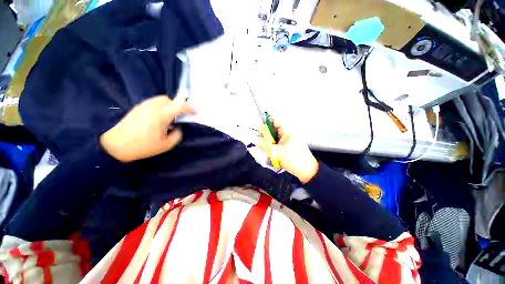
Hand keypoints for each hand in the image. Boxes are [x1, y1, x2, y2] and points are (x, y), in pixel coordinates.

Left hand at [100, 95, 194, 161]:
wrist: (114, 145)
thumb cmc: (142, 146)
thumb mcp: (165, 145)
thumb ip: (177, 135)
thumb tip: (177, 128)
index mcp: (161, 116)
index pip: (179, 106)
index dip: (188, 107)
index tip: (193, 111)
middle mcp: (152, 107)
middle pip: (168, 99)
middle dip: (176, 106)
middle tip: (177, 117)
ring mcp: (143, 106)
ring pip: (159, 100)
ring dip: (167, 106)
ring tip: (166, 119)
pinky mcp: (137, 108)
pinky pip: (152, 103)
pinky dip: (159, 108)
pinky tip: (156, 119)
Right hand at [256, 119, 318, 182]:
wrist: (307, 172)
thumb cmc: (293, 159)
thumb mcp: (277, 152)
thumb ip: (264, 145)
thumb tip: (253, 139)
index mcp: (288, 133)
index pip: (277, 122)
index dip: (268, 119)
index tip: (259, 119)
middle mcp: (288, 135)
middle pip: (275, 129)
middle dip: (266, 130)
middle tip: (256, 132)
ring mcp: (289, 142)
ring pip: (276, 137)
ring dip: (269, 138)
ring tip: (259, 139)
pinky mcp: (289, 148)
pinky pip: (278, 143)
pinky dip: (272, 144)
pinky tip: (267, 146)